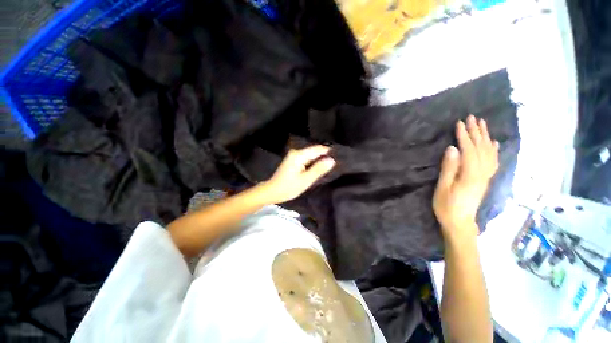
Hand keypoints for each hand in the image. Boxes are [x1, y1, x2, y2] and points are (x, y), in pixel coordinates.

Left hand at [261, 145, 334, 203]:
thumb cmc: (289, 187)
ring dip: (319, 160)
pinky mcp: (293, 160)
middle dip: (324, 156)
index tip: (339, 156)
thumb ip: (318, 169)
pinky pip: (306, 158)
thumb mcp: (306, 180)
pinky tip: (318, 167)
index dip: (329, 152)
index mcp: (299, 155)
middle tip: (336, 163)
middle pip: (314, 151)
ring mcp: (294, 156)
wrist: (272, 191)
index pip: (318, 149)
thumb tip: (332, 160)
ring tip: (330, 165)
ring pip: (311, 155)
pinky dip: (313, 163)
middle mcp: (296, 152)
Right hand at [433, 115, 498, 240]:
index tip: (460, 123)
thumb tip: (453, 149)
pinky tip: (493, 143)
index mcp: (470, 175)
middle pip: (481, 149)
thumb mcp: (443, 188)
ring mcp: (486, 176)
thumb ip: (449, 168)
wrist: (460, 222)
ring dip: (486, 137)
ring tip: (483, 124)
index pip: (469, 150)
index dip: (464, 136)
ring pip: (489, 153)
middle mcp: (482, 173)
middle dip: (476, 132)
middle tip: (472, 117)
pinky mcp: (485, 180)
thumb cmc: (447, 206)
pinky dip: (494, 150)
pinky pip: (493, 161)